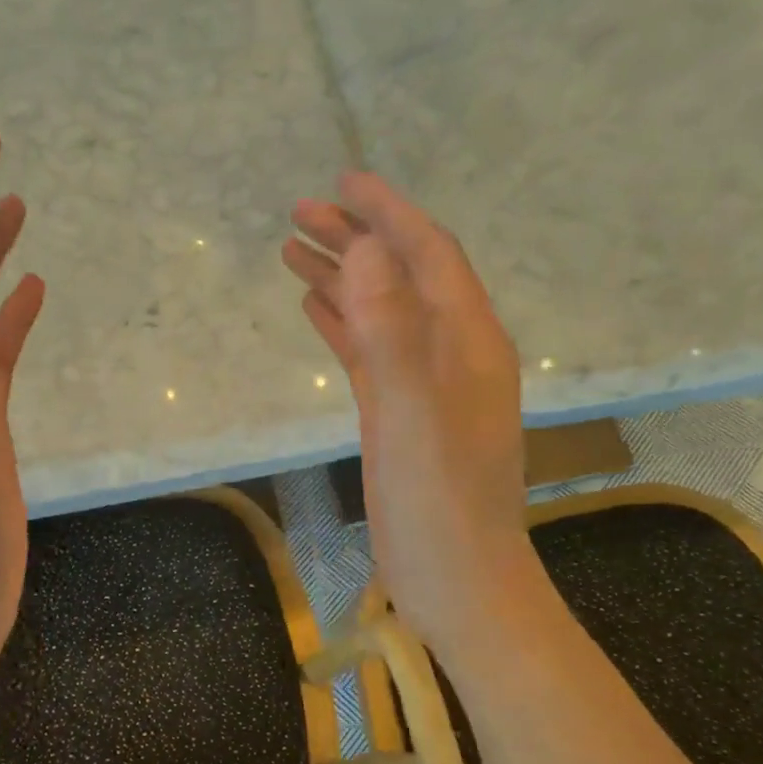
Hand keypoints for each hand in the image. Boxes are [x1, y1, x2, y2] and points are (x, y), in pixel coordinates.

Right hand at [283, 173, 534, 657]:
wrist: (460, 584)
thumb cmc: (439, 505)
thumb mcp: (412, 415)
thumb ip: (392, 330)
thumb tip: (368, 247)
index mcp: (469, 340)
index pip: (429, 254)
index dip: (389, 213)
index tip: (343, 180)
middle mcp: (454, 351)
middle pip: (403, 275)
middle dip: (357, 237)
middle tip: (300, 211)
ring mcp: (427, 384)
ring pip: (383, 311)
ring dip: (344, 276)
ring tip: (293, 248)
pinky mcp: (403, 413)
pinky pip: (372, 351)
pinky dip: (344, 322)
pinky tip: (314, 307)